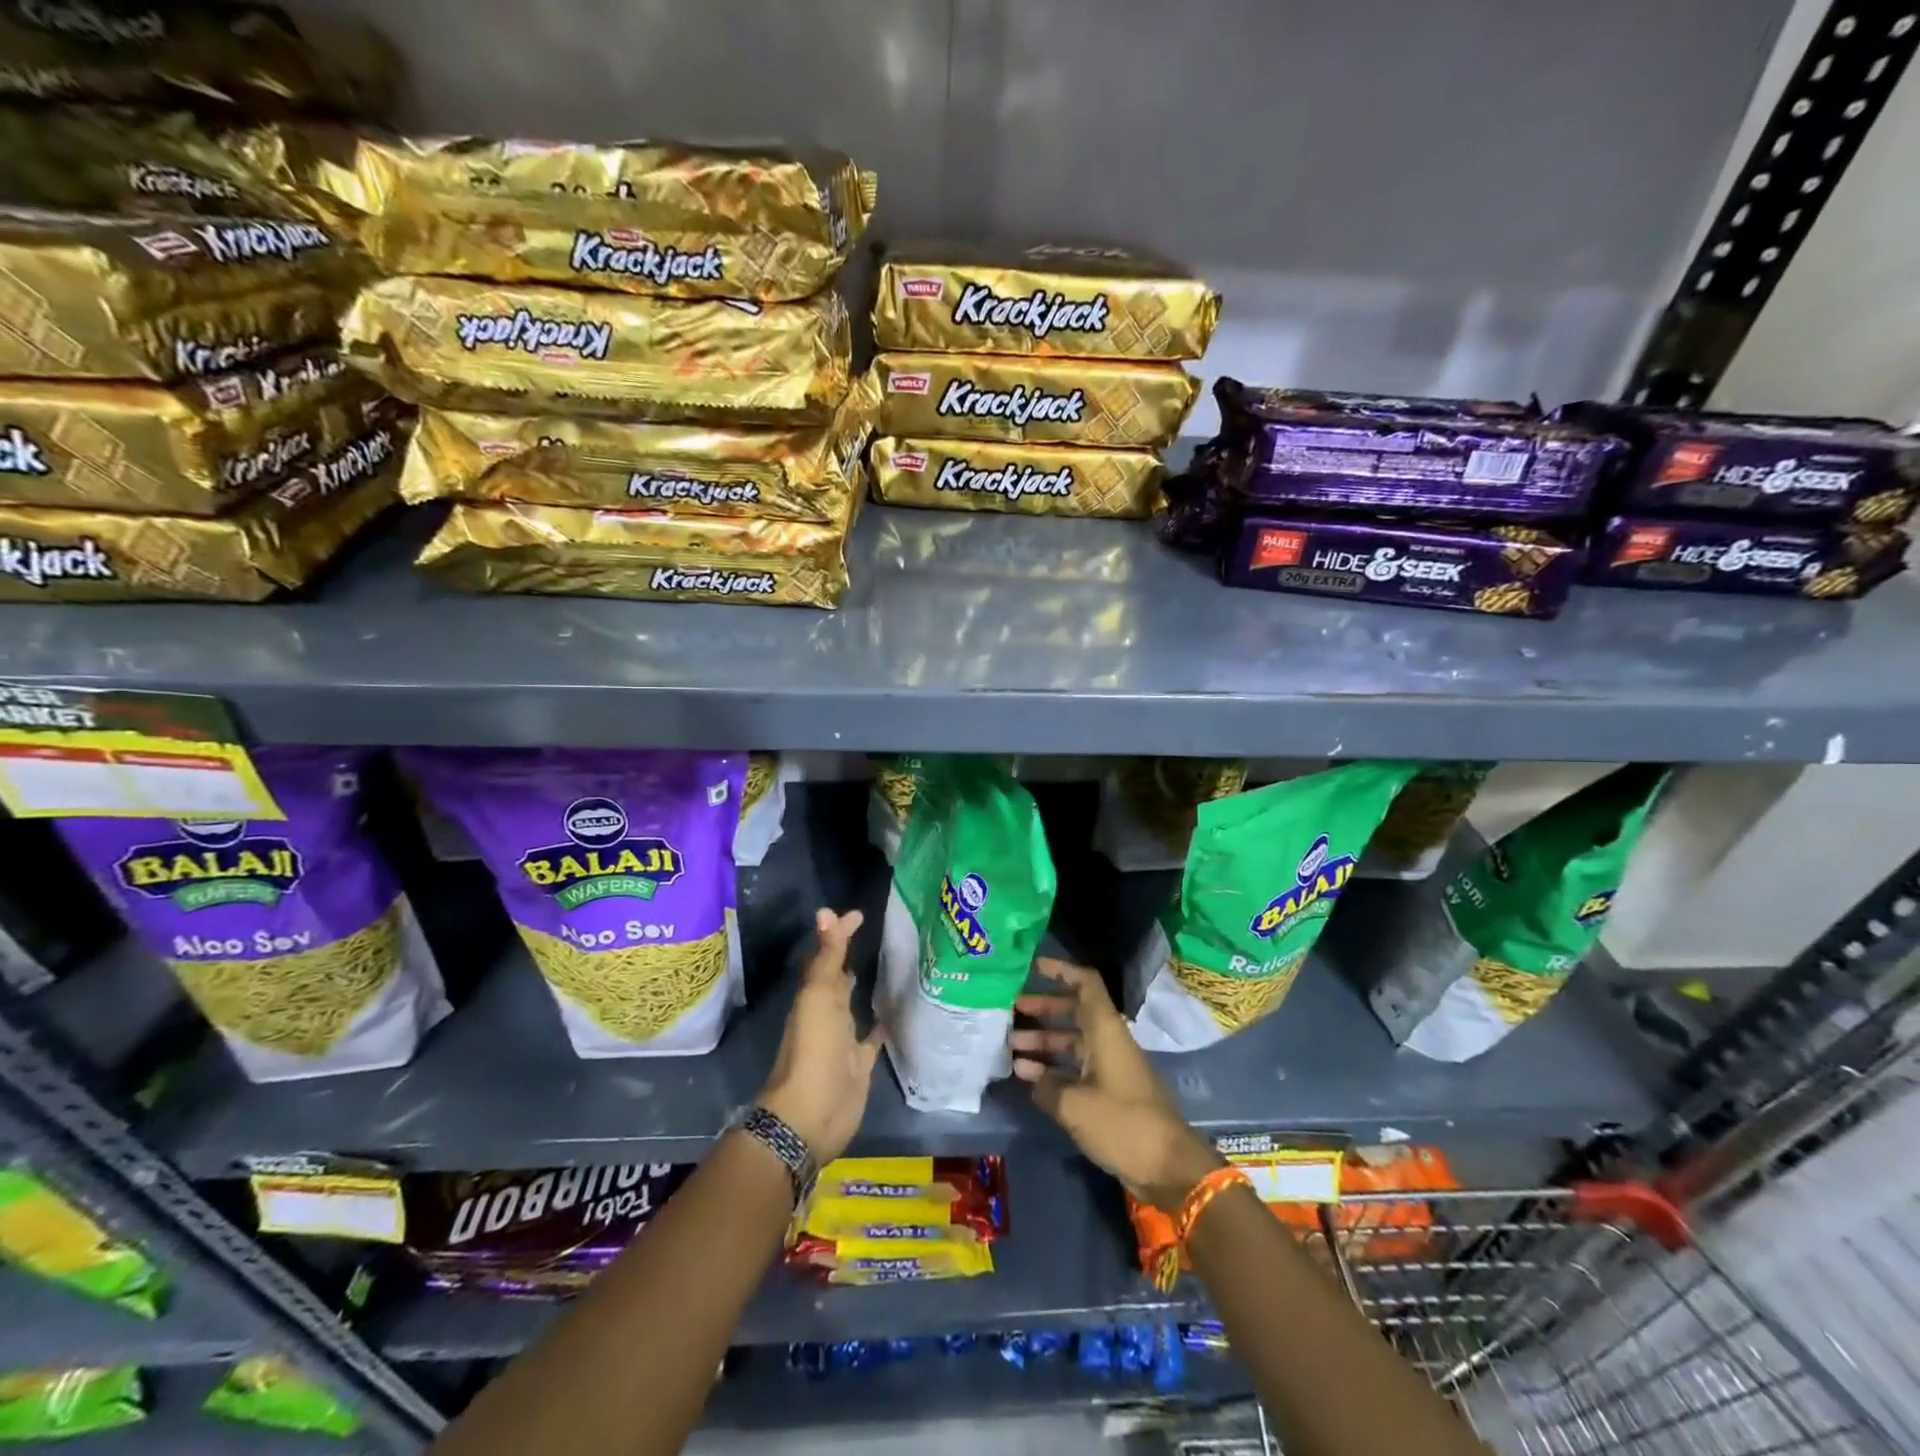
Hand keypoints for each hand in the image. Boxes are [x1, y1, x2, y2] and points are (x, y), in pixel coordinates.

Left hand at [757, 908, 882, 1163]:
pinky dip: (882, 1026)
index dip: (841, 934)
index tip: (860, 914)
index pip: (829, 955)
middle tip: (881, 935)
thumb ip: (827, 956)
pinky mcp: (861, 1064)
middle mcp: (829, 1013)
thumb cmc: (813, 1049)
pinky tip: (898, 1014)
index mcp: (816, 995)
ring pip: (856, 1007)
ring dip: (867, 989)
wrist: (812, 1114)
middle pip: (841, 979)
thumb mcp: (819, 996)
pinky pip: (872, 1039)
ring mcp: (844, 1040)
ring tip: (896, 968)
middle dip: (853, 958)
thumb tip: (826, 911)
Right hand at [1012, 958, 1222, 1211]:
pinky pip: (1077, 1067)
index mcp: (1106, 1030)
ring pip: (1073, 1041)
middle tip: (1011, 1011)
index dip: (1061, 970)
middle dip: (1043, 1008)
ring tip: (1010, 1047)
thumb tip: (1028, 1075)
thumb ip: (1046, 1086)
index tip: (1033, 967)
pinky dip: (1054, 1068)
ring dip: (1044, 1041)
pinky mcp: (1110, 1092)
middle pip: (1074, 1012)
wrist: (1168, 1167)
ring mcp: (1110, 1066)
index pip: (1086, 984)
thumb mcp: (1075, 1105)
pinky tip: (1028, 1077)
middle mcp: (1108, 1041)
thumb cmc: (1122, 1123)